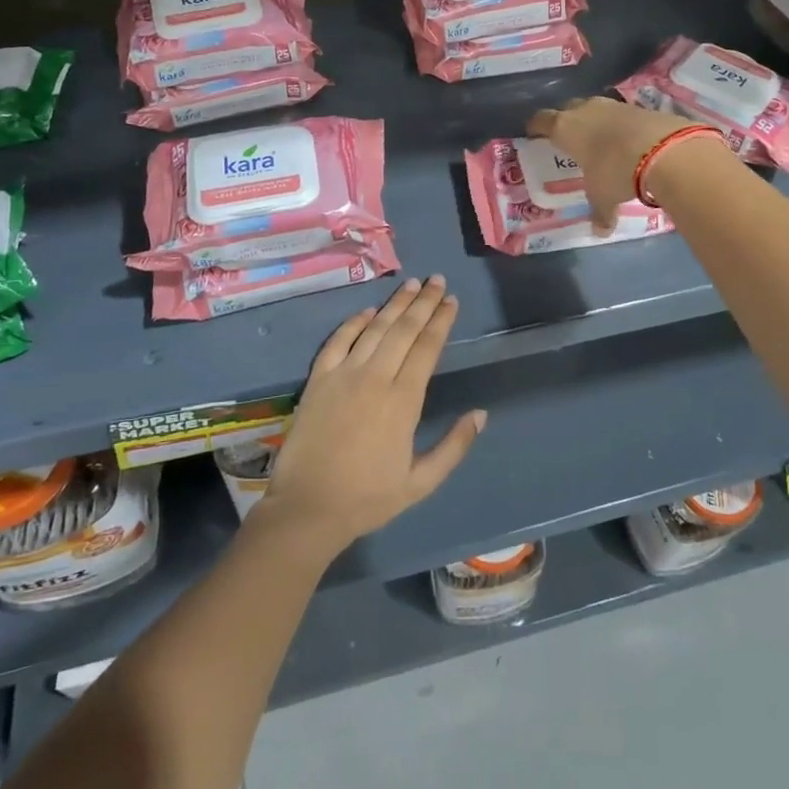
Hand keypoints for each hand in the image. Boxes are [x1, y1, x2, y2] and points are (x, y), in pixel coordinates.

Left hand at [261, 276, 482, 552]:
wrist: (308, 507)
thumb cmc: (368, 498)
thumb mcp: (420, 482)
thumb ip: (454, 446)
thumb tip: (481, 414)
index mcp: (403, 401)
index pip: (427, 348)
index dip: (441, 321)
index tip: (451, 301)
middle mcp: (375, 377)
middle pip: (404, 329)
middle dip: (423, 302)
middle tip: (437, 280)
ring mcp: (343, 375)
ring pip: (375, 329)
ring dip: (395, 304)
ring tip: (411, 284)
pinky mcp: (318, 379)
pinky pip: (338, 341)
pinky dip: (353, 323)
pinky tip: (367, 311)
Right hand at [527, 97, 702, 228]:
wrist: (662, 149)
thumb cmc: (615, 171)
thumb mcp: (603, 197)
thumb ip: (600, 212)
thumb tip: (601, 231)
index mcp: (565, 128)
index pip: (541, 121)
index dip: (536, 127)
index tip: (534, 133)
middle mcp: (585, 110)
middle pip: (568, 109)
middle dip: (567, 121)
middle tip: (569, 138)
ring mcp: (613, 105)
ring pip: (596, 108)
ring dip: (596, 121)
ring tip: (600, 139)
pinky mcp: (639, 106)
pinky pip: (622, 114)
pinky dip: (621, 125)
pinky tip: (627, 140)